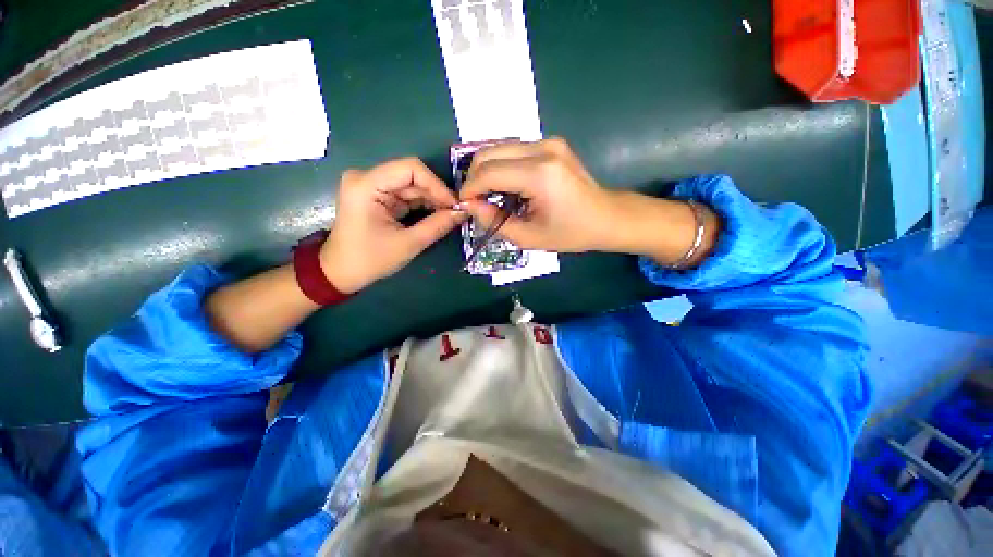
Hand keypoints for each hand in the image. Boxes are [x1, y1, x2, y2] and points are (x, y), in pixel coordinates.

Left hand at [320, 158, 464, 292]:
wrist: (340, 272)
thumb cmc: (370, 260)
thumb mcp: (408, 244)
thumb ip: (437, 225)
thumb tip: (463, 212)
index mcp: (366, 185)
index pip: (410, 168)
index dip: (437, 184)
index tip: (454, 204)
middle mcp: (367, 178)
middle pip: (411, 176)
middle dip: (436, 194)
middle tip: (456, 212)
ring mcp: (370, 186)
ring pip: (411, 185)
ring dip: (431, 200)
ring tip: (450, 215)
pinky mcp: (376, 195)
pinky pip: (405, 194)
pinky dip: (422, 204)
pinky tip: (437, 215)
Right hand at [460, 138, 719, 265]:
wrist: (608, 216)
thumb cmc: (571, 232)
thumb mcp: (530, 237)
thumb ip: (494, 222)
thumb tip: (470, 206)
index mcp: (539, 174)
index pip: (488, 172)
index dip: (470, 188)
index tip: (465, 204)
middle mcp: (543, 149)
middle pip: (489, 152)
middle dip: (474, 176)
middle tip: (475, 200)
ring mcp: (548, 141)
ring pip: (499, 147)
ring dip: (486, 169)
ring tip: (489, 194)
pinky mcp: (551, 142)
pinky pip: (513, 149)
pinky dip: (501, 165)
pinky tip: (505, 185)